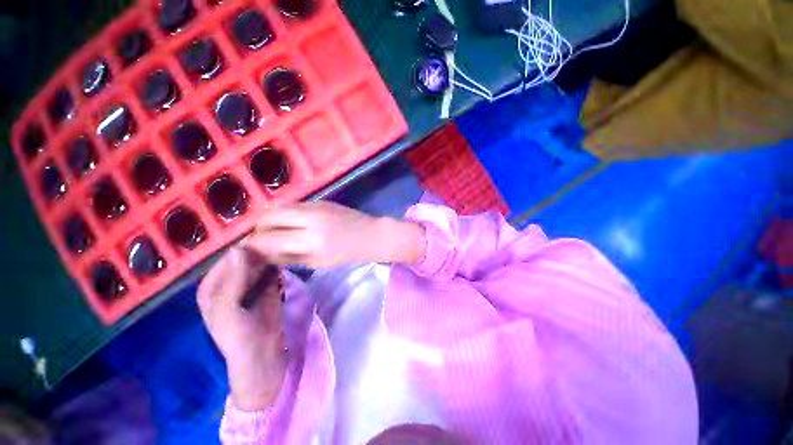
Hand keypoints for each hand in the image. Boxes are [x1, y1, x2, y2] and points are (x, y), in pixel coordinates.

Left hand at [197, 247, 285, 410]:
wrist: (262, 355)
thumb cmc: (237, 336)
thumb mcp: (229, 310)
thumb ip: (234, 279)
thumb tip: (239, 248)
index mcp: (212, 285)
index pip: (225, 257)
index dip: (240, 244)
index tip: (259, 231)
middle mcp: (230, 281)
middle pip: (243, 257)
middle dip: (258, 247)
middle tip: (275, 235)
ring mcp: (250, 283)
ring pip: (259, 262)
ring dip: (269, 253)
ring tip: (282, 241)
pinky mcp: (267, 286)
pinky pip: (271, 269)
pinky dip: (277, 262)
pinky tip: (286, 253)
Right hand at [244, 202, 425, 267]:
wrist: (371, 235)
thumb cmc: (348, 254)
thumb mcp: (317, 262)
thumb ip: (288, 257)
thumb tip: (263, 254)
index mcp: (312, 241)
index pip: (269, 239)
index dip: (253, 245)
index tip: (248, 251)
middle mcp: (311, 219)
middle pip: (269, 216)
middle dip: (258, 228)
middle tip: (260, 240)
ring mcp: (316, 206)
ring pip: (279, 207)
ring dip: (269, 219)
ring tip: (272, 232)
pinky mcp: (320, 200)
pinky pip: (293, 205)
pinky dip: (285, 214)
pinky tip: (289, 224)